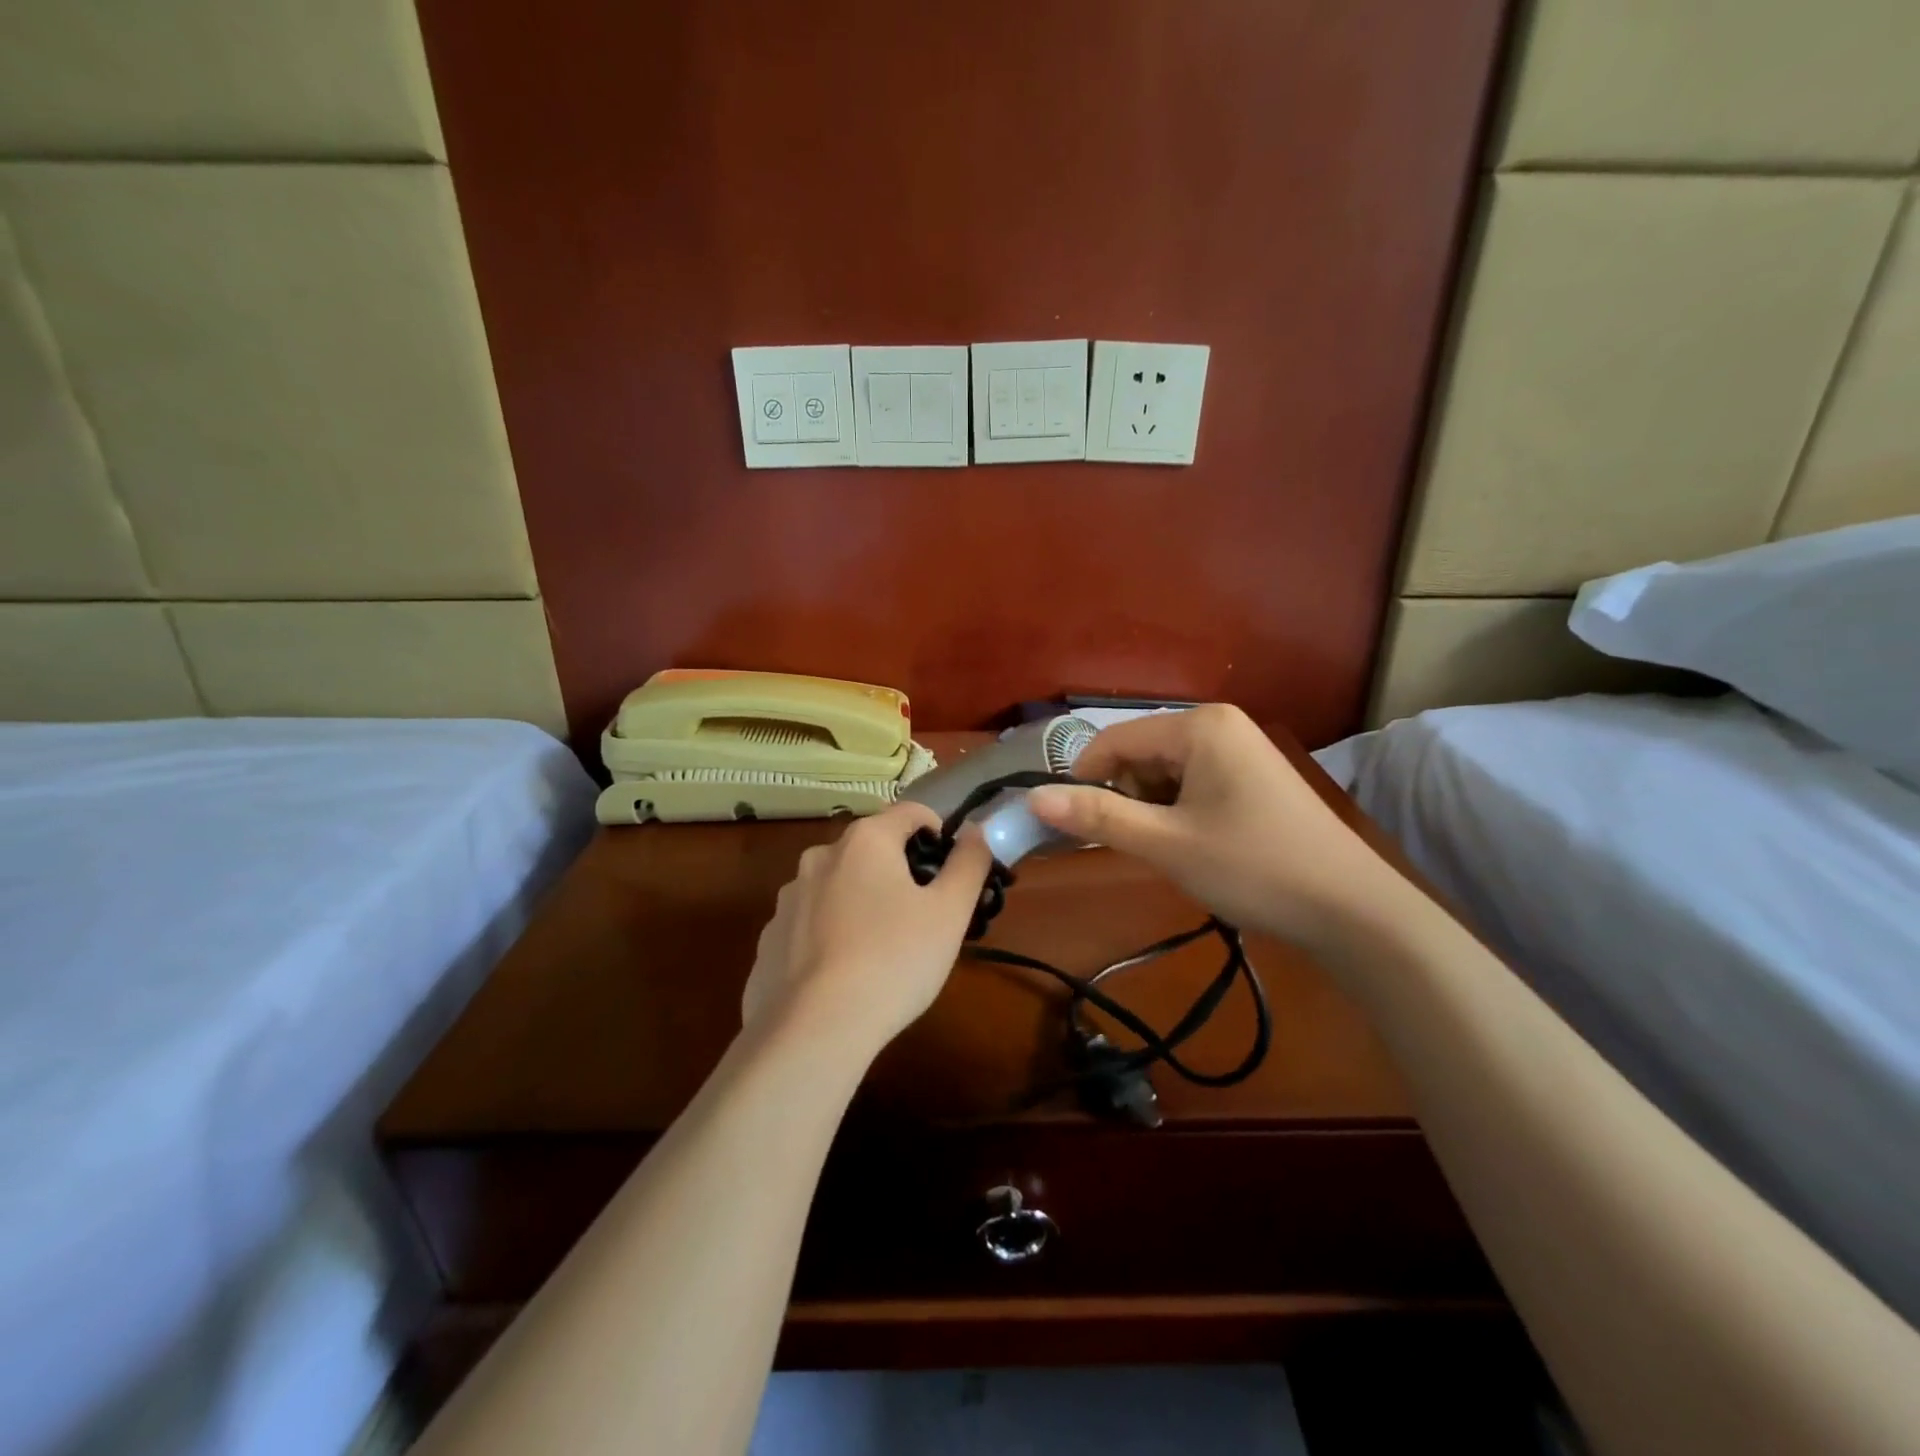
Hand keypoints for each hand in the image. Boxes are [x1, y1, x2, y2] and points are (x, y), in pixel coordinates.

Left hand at [743, 802, 995, 1054]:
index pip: (910, 812)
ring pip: (838, 885)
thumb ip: (969, 862)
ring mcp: (788, 898)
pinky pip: (810, 923)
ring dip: (862, 900)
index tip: (952, 869)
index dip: (938, 832)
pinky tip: (844, 973)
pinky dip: (831, 934)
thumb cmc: (894, 960)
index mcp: (865, 841)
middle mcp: (820, 856)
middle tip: (923, 915)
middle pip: (872, 848)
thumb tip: (975, 830)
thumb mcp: (950, 912)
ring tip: (883, 949)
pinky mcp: (769, 938)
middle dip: (900, 871)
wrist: (814, 1030)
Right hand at [1025, 705, 1394, 952]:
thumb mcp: (1166, 844)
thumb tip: (1033, 799)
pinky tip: (1195, 846)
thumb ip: (1098, 818)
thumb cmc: (1253, 867)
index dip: (1083, 781)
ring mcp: (1240, 749)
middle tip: (1135, 847)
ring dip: (1151, 809)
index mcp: (1199, 726)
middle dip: (1125, 798)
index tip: (1073, 828)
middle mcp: (1219, 724)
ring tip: (1170, 851)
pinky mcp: (1253, 776)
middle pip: (1139, 753)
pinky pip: (1193, 783)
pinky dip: (1178, 812)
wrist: (1353, 911)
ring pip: (1164, 772)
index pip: (1113, 740)